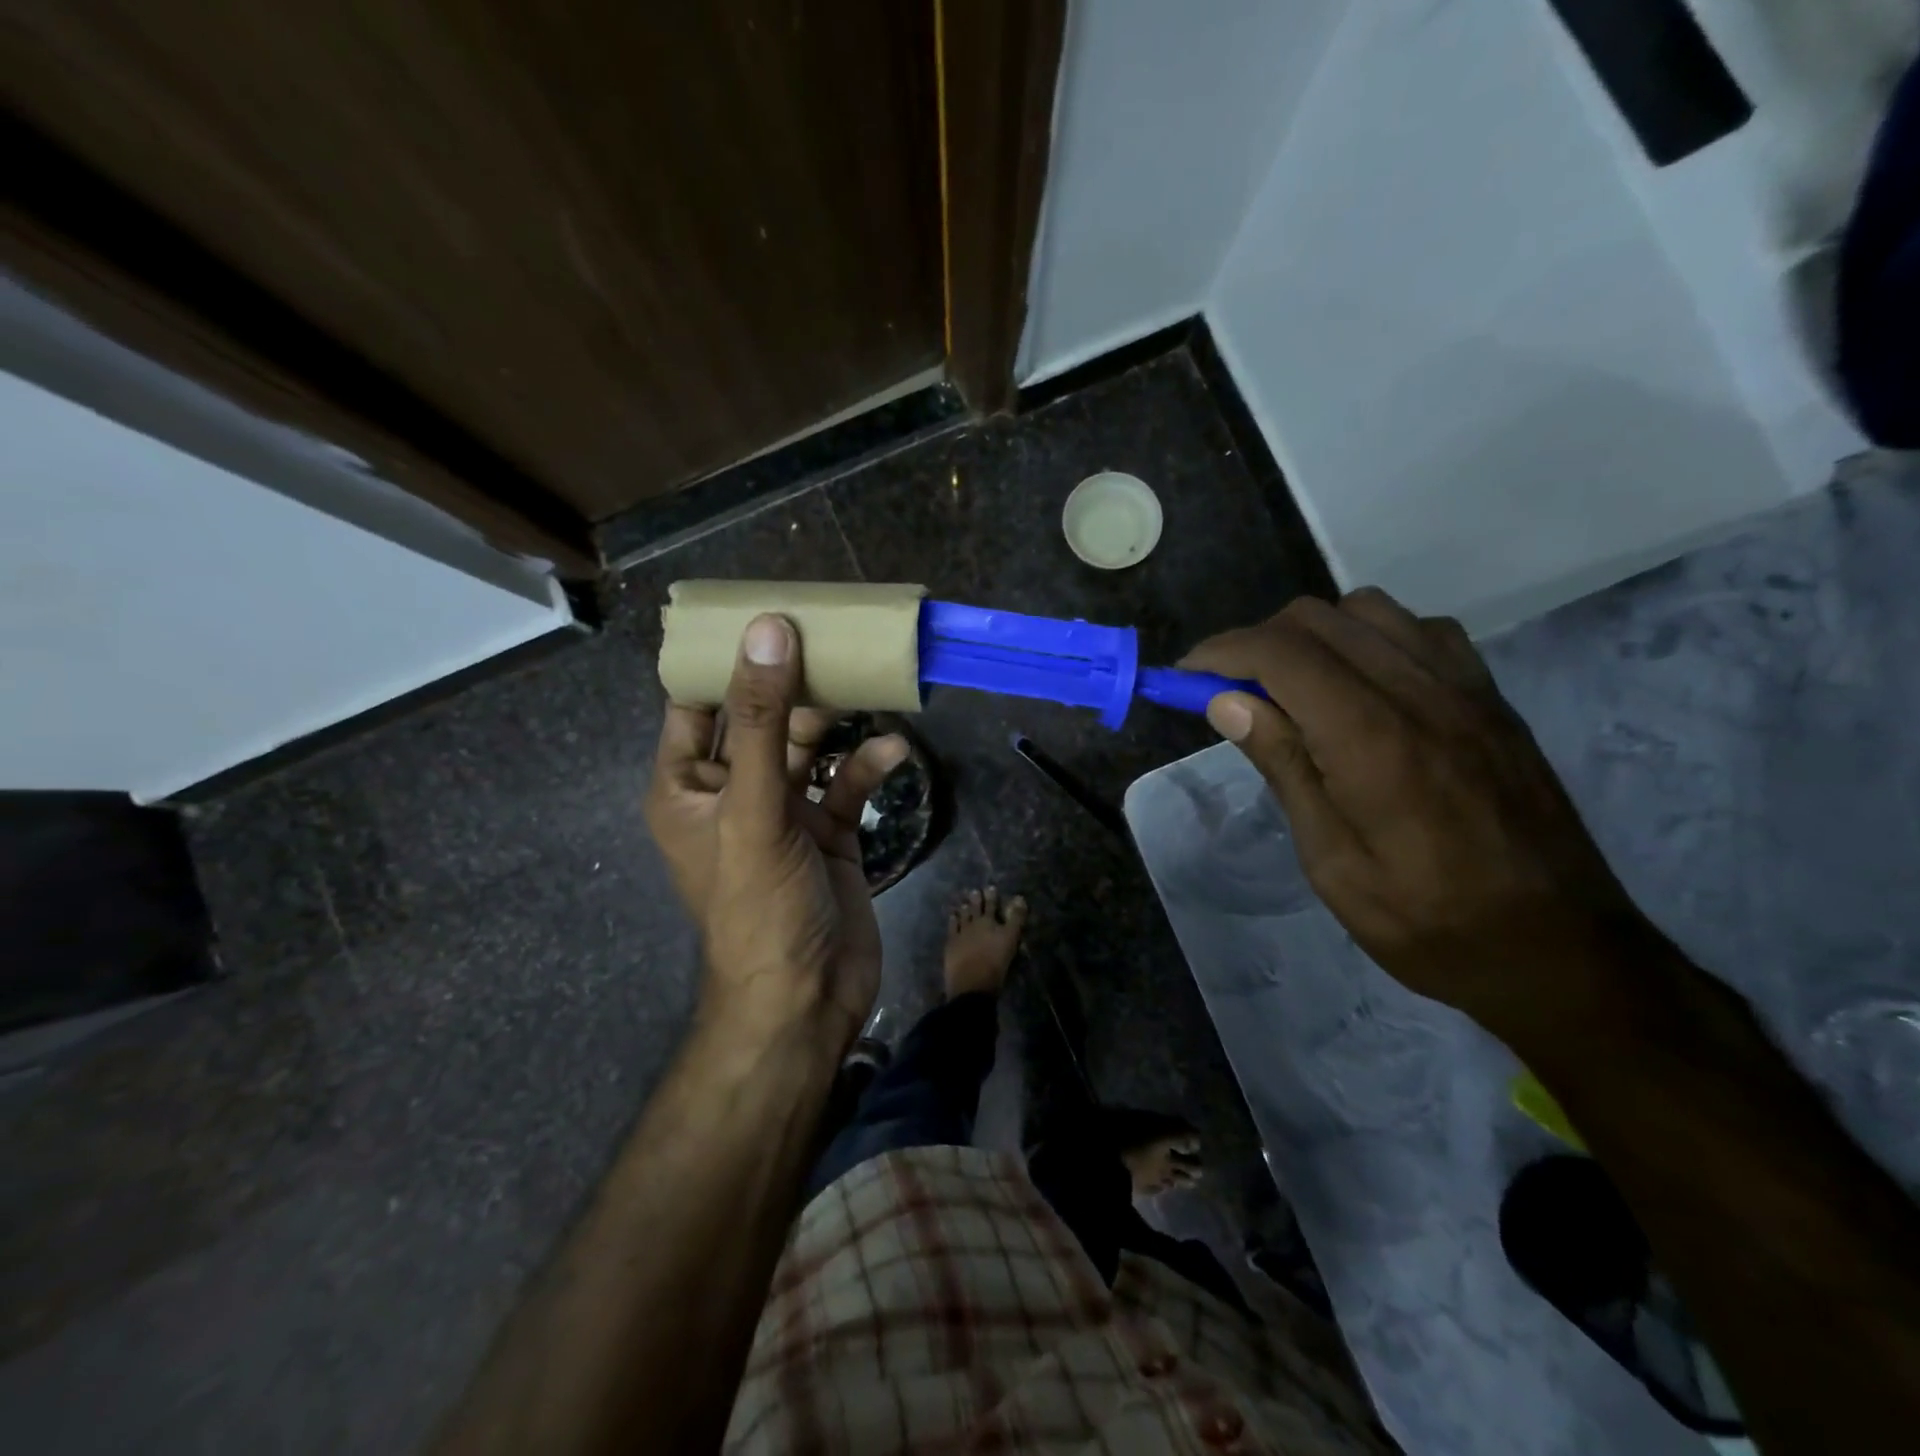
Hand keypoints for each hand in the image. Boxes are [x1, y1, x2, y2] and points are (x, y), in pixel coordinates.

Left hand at [646, 614, 907, 1052]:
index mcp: (688, 784)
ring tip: (870, 683)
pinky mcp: (828, 832)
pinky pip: (845, 785)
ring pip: (809, 747)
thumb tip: (768, 630)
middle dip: (794, 682)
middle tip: (833, 636)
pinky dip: (867, 766)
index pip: (696, 702)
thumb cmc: (760, 906)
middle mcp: (733, 791)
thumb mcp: (754, 807)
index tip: (764, 610)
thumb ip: (765, 720)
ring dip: (837, 720)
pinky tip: (894, 752)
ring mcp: (783, 812)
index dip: (724, 657)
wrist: (806, 999)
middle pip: (762, 717)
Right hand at [1181, 589, 1646, 1034]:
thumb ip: (1285, 768)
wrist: (1562, 952)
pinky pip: (1419, 630)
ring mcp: (1466, 689)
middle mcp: (1421, 693)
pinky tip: (1359, 686)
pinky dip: (1369, 638)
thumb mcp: (1333, 864)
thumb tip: (1227, 701)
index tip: (1184, 677)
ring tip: (1292, 688)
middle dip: (1257, 642)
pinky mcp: (1491, 698)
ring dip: (1312, 635)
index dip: (1221, 652)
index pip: (1282, 654)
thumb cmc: (1429, 923)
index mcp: (1374, 740)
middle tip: (1229, 692)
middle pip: (1318, 618)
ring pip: (1368, 610)